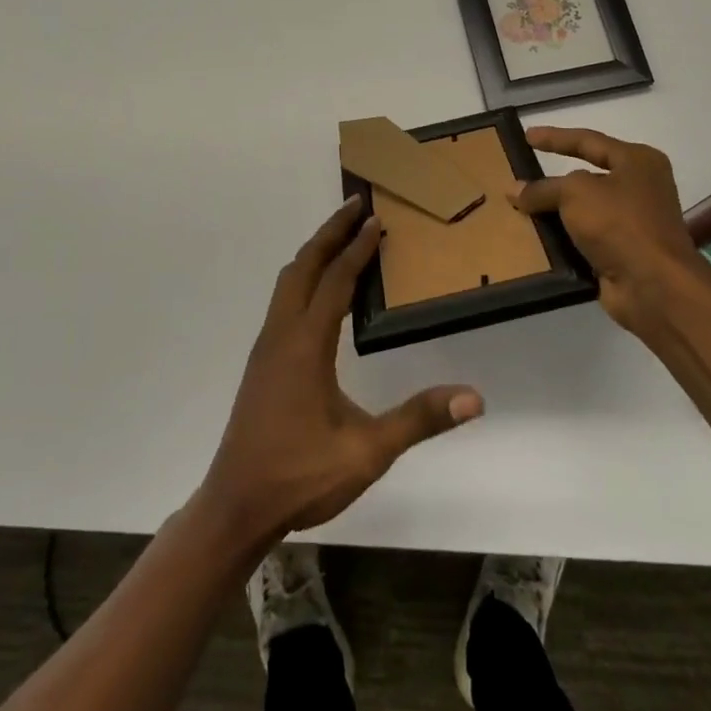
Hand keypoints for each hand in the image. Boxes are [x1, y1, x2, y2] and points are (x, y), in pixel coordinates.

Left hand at [200, 198, 483, 545]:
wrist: (236, 505)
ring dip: (314, 251)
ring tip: (341, 236)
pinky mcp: (262, 361)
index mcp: (305, 344)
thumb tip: (473, 397)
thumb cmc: (300, 475)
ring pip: (288, 280)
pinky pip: (284, 298)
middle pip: (303, 265)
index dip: (357, 247)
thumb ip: (418, 419)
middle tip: (356, 205)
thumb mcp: (367, 452)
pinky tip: (320, 291)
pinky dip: (304, 275)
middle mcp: (282, 333)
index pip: (334, 280)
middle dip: (329, 231)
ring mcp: (267, 346)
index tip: (376, 219)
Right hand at [510, 126, 701, 332]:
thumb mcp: (575, 193)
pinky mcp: (624, 252)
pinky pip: (585, 238)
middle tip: (521, 174)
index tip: (526, 136)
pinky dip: (563, 238)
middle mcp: (640, 187)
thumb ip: (544, 188)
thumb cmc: (619, 223)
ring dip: (555, 212)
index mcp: (637, 161)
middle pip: (587, 176)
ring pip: (584, 210)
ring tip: (519, 208)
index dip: (555, 137)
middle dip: (553, 179)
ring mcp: (634, 222)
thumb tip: (514, 190)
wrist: (654, 286)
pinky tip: (535, 238)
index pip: (588, 141)